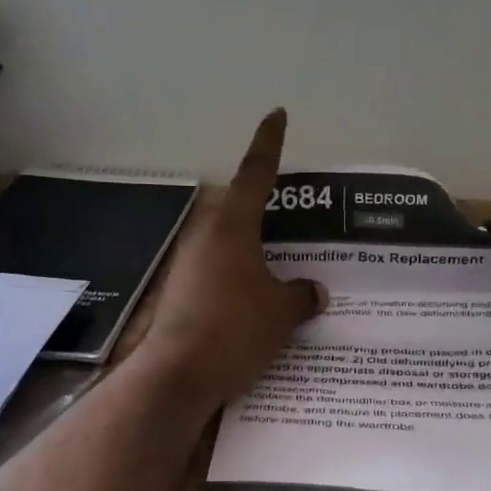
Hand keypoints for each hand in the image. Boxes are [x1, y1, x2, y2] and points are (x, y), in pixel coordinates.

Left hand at [142, 110, 326, 405]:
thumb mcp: (280, 313)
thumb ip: (300, 296)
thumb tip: (313, 291)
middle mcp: (206, 236)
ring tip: (282, 264)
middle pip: (239, 209)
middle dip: (265, 209)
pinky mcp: (181, 292)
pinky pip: (219, 273)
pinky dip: (239, 277)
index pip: (256, 174)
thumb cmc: (235, 330)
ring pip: (229, 244)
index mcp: (232, 226)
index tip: (276, 115)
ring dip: (252, 248)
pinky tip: (256, 299)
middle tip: (295, 216)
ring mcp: (189, 264)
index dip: (269, 144)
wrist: (178, 375)